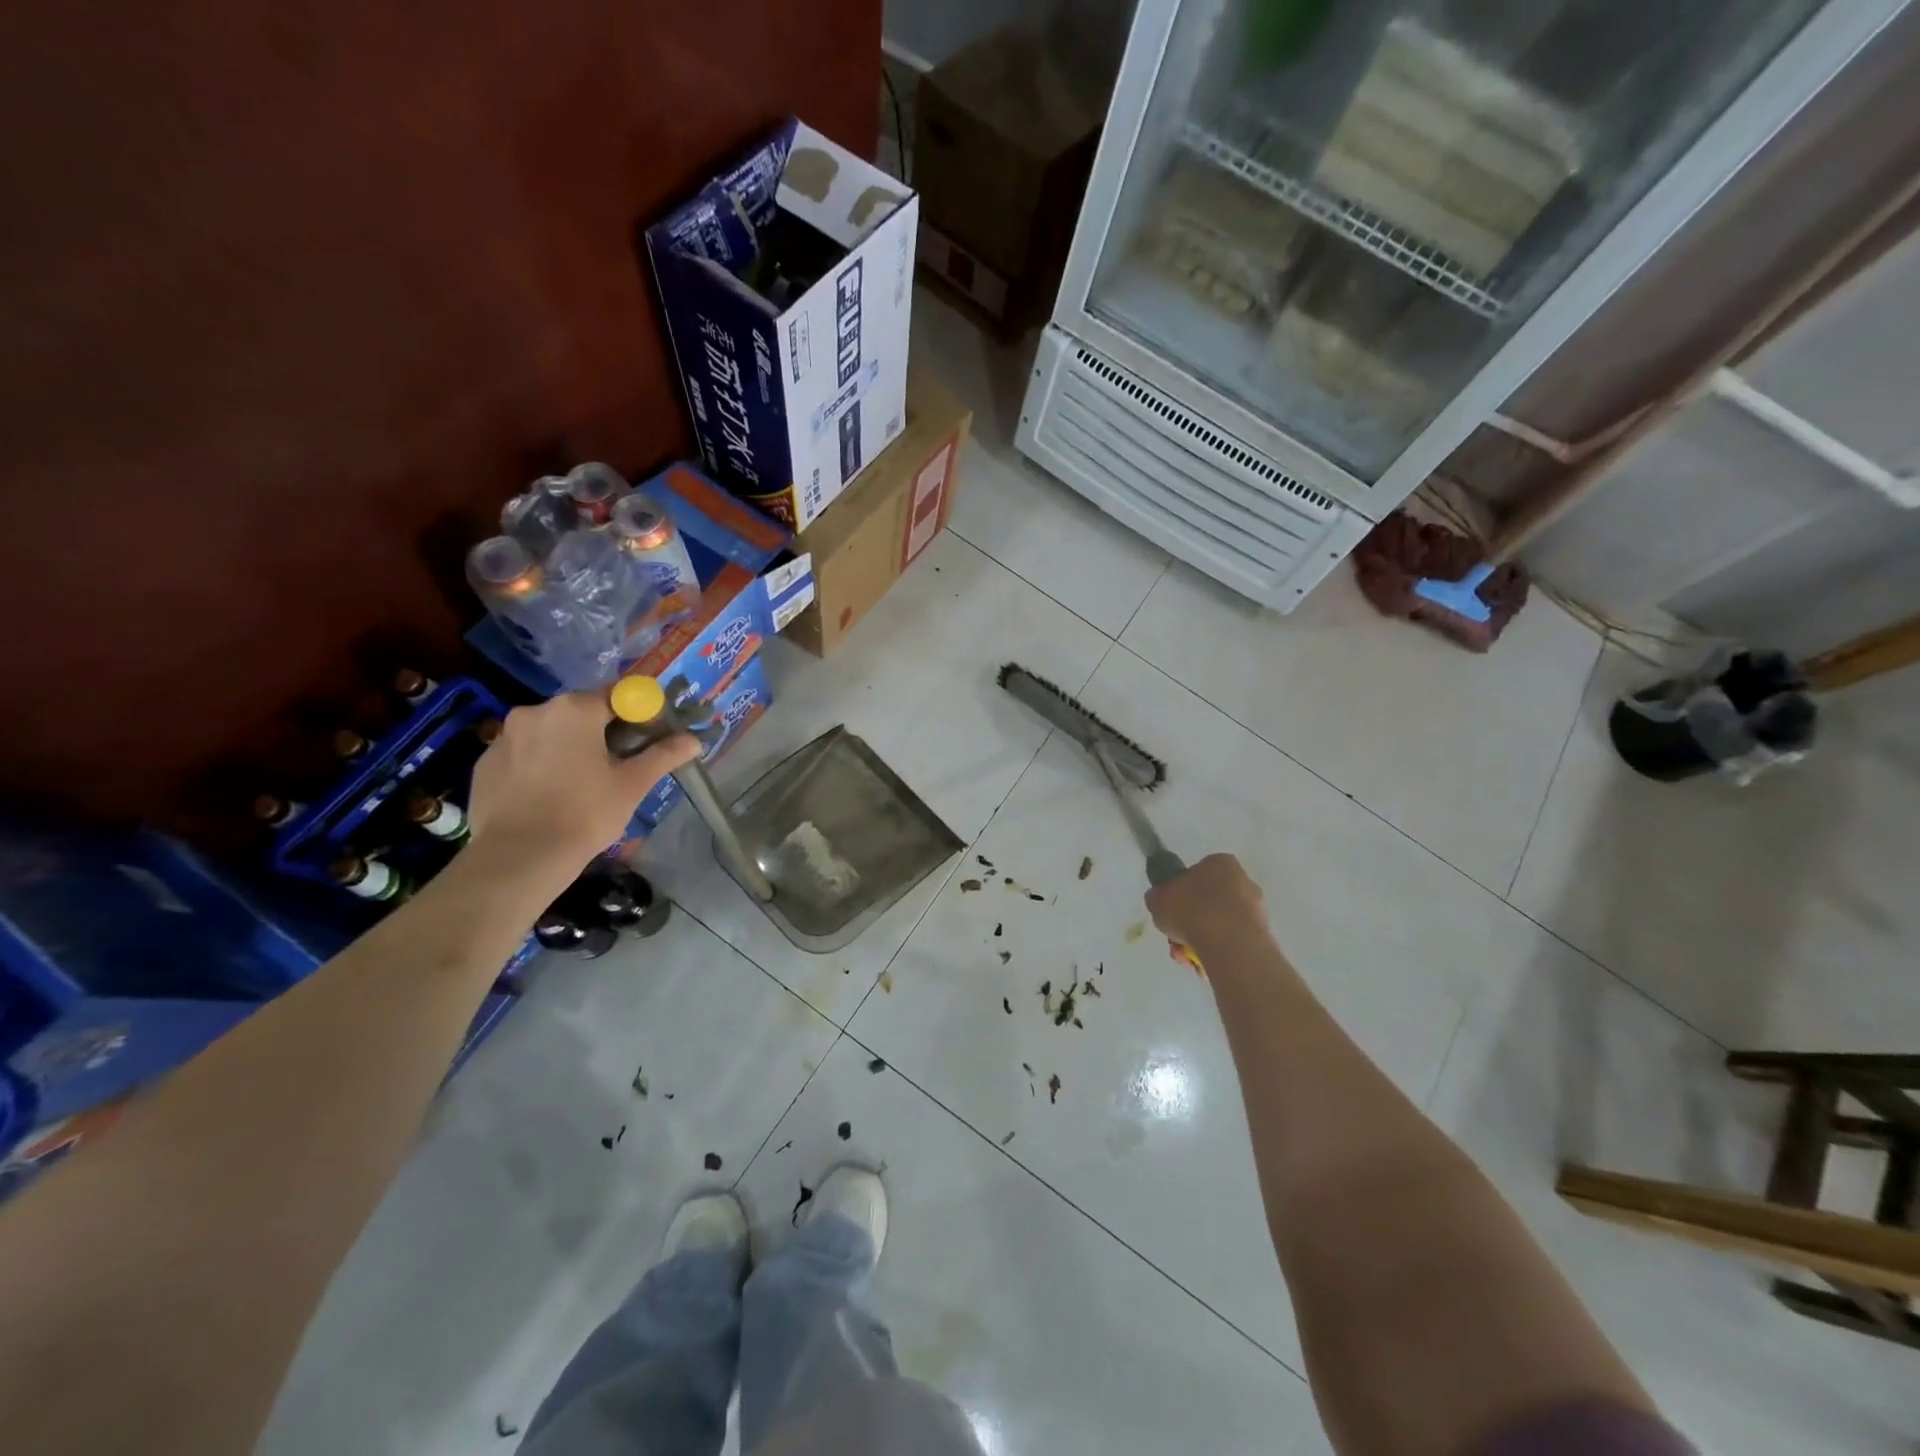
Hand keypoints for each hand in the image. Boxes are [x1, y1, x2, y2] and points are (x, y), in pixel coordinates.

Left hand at [467, 692, 699, 864]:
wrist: (519, 857)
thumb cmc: (585, 813)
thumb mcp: (633, 784)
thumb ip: (664, 755)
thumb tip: (694, 740)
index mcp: (576, 709)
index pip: (618, 695)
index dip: (638, 713)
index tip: (648, 738)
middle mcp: (535, 711)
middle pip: (581, 712)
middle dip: (601, 731)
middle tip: (618, 765)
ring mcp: (503, 736)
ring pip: (549, 733)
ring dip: (567, 747)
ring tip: (579, 785)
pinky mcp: (483, 763)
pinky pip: (522, 754)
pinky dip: (538, 765)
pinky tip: (548, 796)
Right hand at [1145, 853, 1264, 950]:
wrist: (1227, 942)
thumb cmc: (1190, 909)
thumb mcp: (1158, 898)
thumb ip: (1159, 896)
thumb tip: (1161, 900)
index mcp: (1220, 863)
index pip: (1198, 874)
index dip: (1181, 893)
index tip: (1172, 911)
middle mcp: (1243, 881)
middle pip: (1209, 902)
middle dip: (1190, 923)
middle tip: (1175, 939)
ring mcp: (1256, 909)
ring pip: (1219, 925)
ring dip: (1200, 941)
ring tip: (1186, 958)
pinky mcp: (1262, 935)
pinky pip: (1232, 942)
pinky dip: (1217, 952)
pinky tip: (1203, 965)